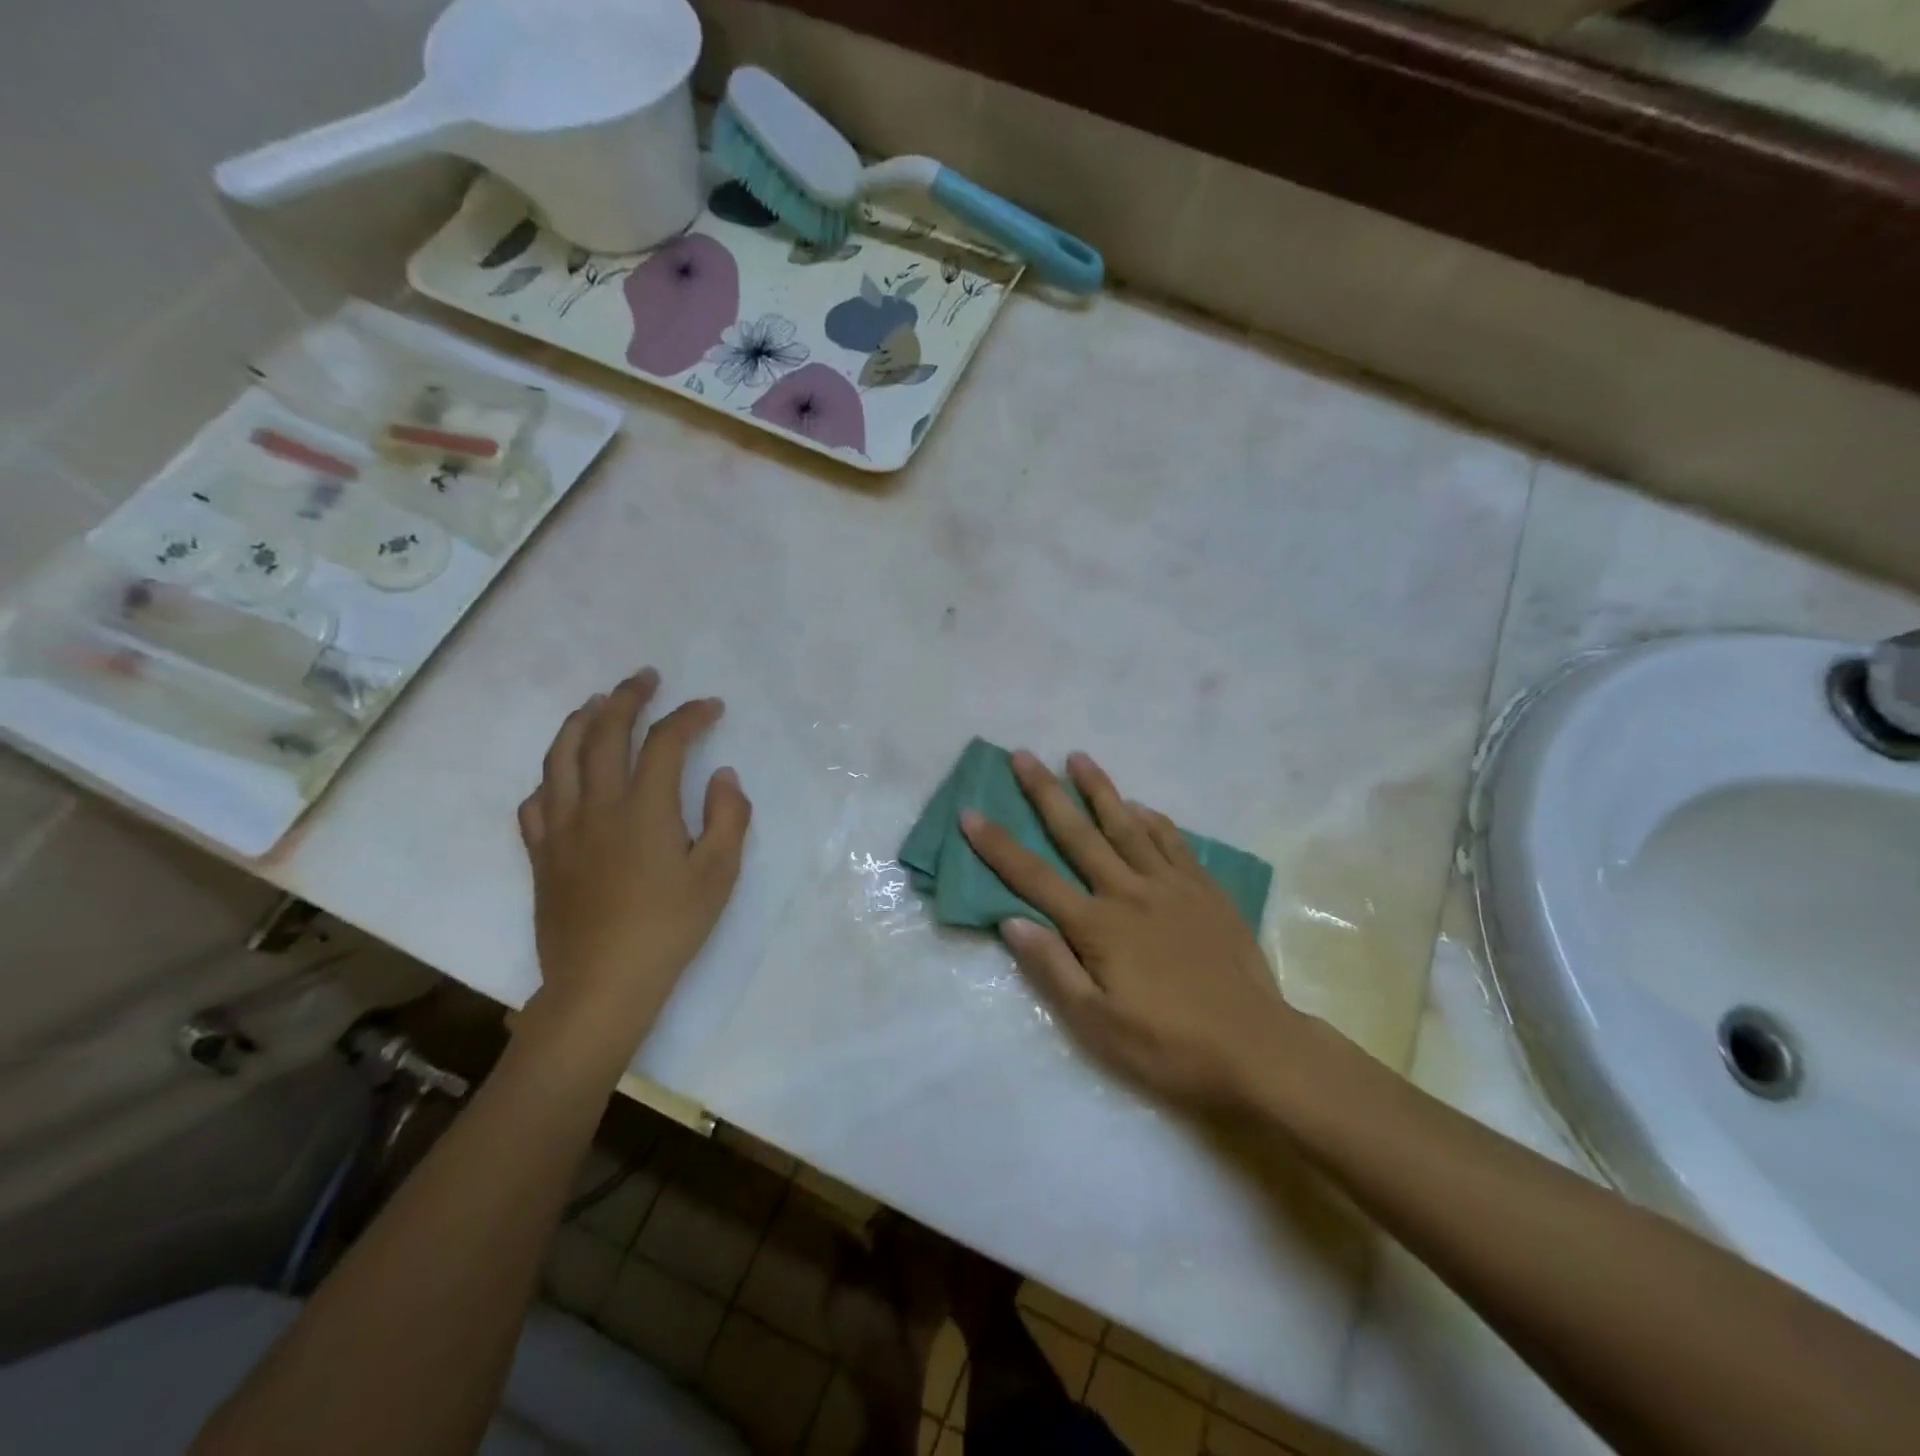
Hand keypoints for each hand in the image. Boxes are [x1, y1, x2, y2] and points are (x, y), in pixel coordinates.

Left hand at [517, 669, 750, 1042]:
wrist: (602, 984)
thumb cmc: (669, 928)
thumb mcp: (718, 875)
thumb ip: (727, 818)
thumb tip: (722, 776)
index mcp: (644, 809)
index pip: (665, 742)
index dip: (689, 716)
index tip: (711, 707)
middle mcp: (596, 806)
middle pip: (604, 735)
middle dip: (626, 698)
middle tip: (644, 678)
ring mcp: (561, 829)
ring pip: (560, 758)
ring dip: (579, 722)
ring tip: (596, 703)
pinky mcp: (541, 855)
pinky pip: (536, 802)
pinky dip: (550, 776)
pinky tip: (560, 775)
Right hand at [960, 750, 1305, 1111]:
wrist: (1257, 1048)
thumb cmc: (1168, 1045)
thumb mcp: (1097, 1025)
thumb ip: (1053, 968)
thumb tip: (1011, 921)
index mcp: (1097, 926)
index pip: (1034, 877)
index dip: (998, 845)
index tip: (970, 813)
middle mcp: (1129, 892)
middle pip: (1078, 834)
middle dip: (1045, 793)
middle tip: (1023, 755)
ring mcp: (1171, 886)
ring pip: (1127, 825)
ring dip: (1099, 790)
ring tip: (1078, 758)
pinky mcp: (1205, 890)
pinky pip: (1173, 842)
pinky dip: (1152, 819)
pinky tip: (1140, 806)